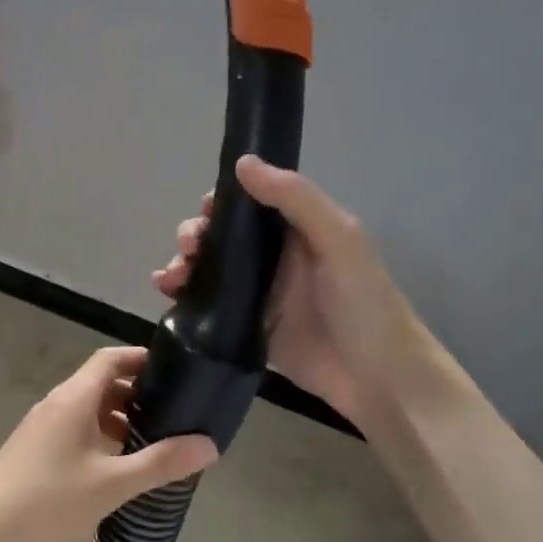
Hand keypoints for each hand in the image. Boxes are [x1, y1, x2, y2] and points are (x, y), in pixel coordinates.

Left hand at [0, 347, 217, 541]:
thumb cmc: (50, 499)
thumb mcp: (113, 484)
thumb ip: (161, 463)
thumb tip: (209, 445)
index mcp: (74, 397)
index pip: (111, 358)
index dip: (142, 359)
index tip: (175, 373)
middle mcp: (56, 402)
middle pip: (100, 383)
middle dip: (137, 395)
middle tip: (172, 416)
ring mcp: (40, 426)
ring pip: (87, 409)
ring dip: (118, 420)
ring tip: (150, 445)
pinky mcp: (32, 449)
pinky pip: (73, 429)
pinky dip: (99, 437)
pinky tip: (114, 469)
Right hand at [152, 154, 430, 424]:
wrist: (377, 378)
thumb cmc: (364, 303)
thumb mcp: (339, 240)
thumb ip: (295, 199)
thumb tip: (242, 163)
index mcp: (297, 229)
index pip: (249, 203)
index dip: (221, 202)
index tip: (204, 210)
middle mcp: (274, 257)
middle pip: (221, 236)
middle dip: (195, 235)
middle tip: (187, 250)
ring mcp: (258, 294)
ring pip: (209, 269)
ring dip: (183, 264)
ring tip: (168, 278)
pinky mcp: (246, 327)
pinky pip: (208, 305)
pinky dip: (183, 296)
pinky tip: (166, 293)